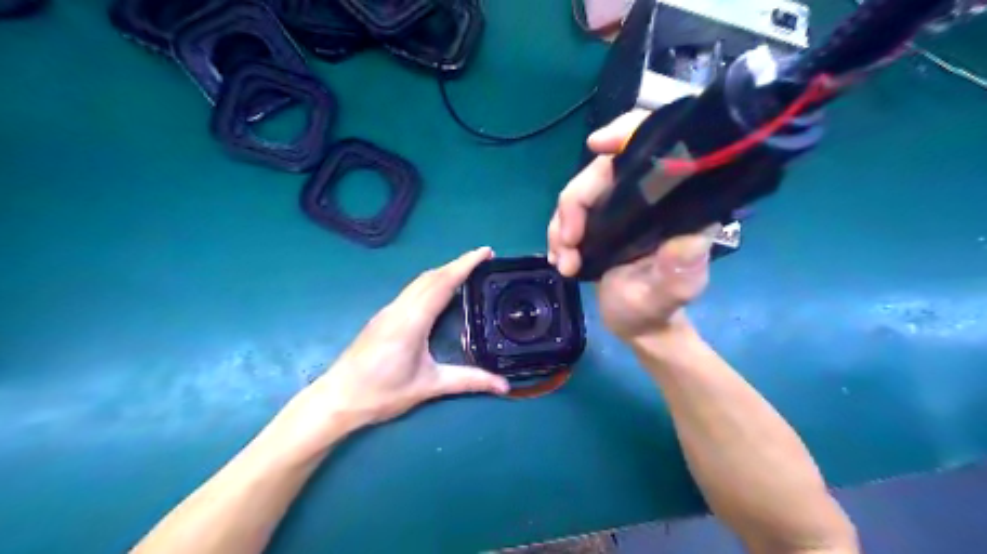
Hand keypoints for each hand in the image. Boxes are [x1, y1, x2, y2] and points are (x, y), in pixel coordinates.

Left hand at [298, 246, 507, 440]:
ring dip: (444, 271)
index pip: (443, 283)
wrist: (336, 399)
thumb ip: (468, 381)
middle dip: (458, 263)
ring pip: (420, 281)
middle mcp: (399, 308)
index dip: (465, 264)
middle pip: (431, 276)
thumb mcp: (428, 387)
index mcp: (412, 320)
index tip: (486, 252)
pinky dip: (432, 282)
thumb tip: (504, 386)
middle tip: (484, 260)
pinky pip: (412, 290)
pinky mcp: (383, 317)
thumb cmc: (381, 393)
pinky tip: (440, 291)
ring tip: (467, 271)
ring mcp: (388, 310)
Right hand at [547, 107, 718, 342]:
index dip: (627, 134)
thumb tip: (688, 236)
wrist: (636, 325)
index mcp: (673, 204)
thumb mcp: (672, 292)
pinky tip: (560, 259)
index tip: (597, 145)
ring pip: (578, 194)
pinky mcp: (599, 222)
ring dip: (561, 226)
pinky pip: (569, 214)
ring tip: (563, 263)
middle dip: (575, 204)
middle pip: (601, 172)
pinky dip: (558, 234)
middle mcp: (647, 198)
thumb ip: (680, 268)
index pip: (656, 148)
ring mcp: (619, 209)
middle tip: (566, 243)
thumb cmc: (656, 309)